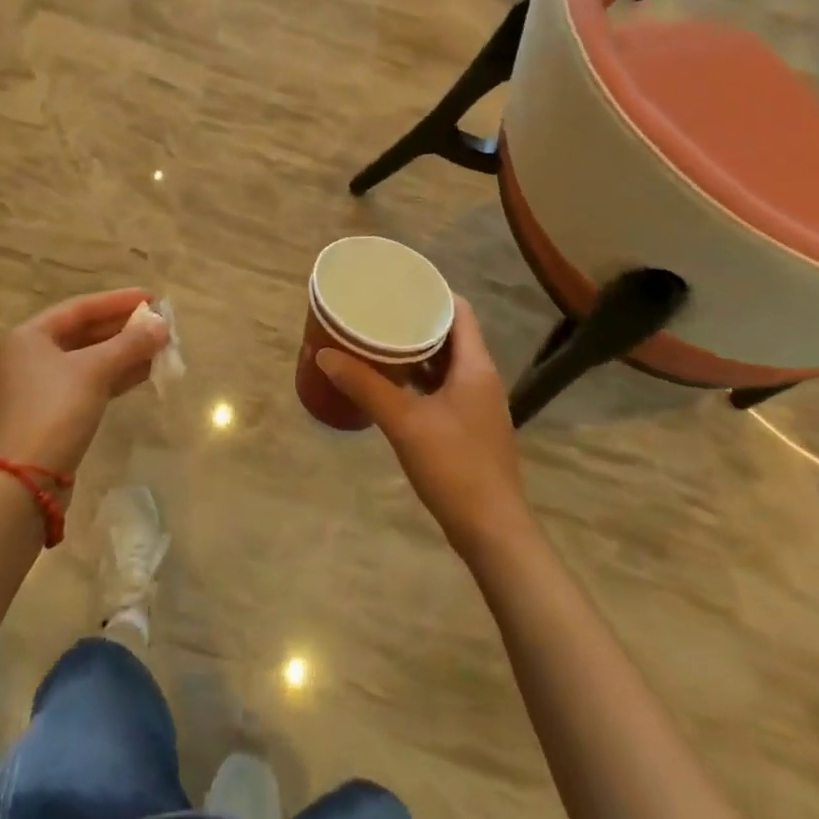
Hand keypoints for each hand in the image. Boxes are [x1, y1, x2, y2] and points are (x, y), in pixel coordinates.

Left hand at [0, 288, 169, 478]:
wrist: (25, 484)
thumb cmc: (54, 412)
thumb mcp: (94, 371)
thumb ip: (130, 344)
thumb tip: (163, 325)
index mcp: (29, 336)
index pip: (80, 307)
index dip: (119, 301)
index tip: (153, 297)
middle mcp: (30, 356)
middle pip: (85, 332)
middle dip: (125, 329)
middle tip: (161, 324)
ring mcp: (40, 387)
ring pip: (90, 359)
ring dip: (125, 353)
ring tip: (161, 347)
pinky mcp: (52, 413)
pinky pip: (89, 382)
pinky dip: (115, 375)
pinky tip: (145, 372)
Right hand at [318, 298, 534, 562]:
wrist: (493, 533)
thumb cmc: (455, 467)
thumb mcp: (404, 422)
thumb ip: (365, 385)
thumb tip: (324, 354)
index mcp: (475, 366)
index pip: (459, 310)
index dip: (431, 293)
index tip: (397, 285)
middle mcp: (481, 378)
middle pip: (451, 334)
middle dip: (416, 320)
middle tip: (379, 311)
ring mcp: (478, 405)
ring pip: (446, 363)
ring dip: (417, 351)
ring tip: (380, 340)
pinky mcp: (470, 428)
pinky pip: (444, 388)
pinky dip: (421, 379)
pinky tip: (393, 384)